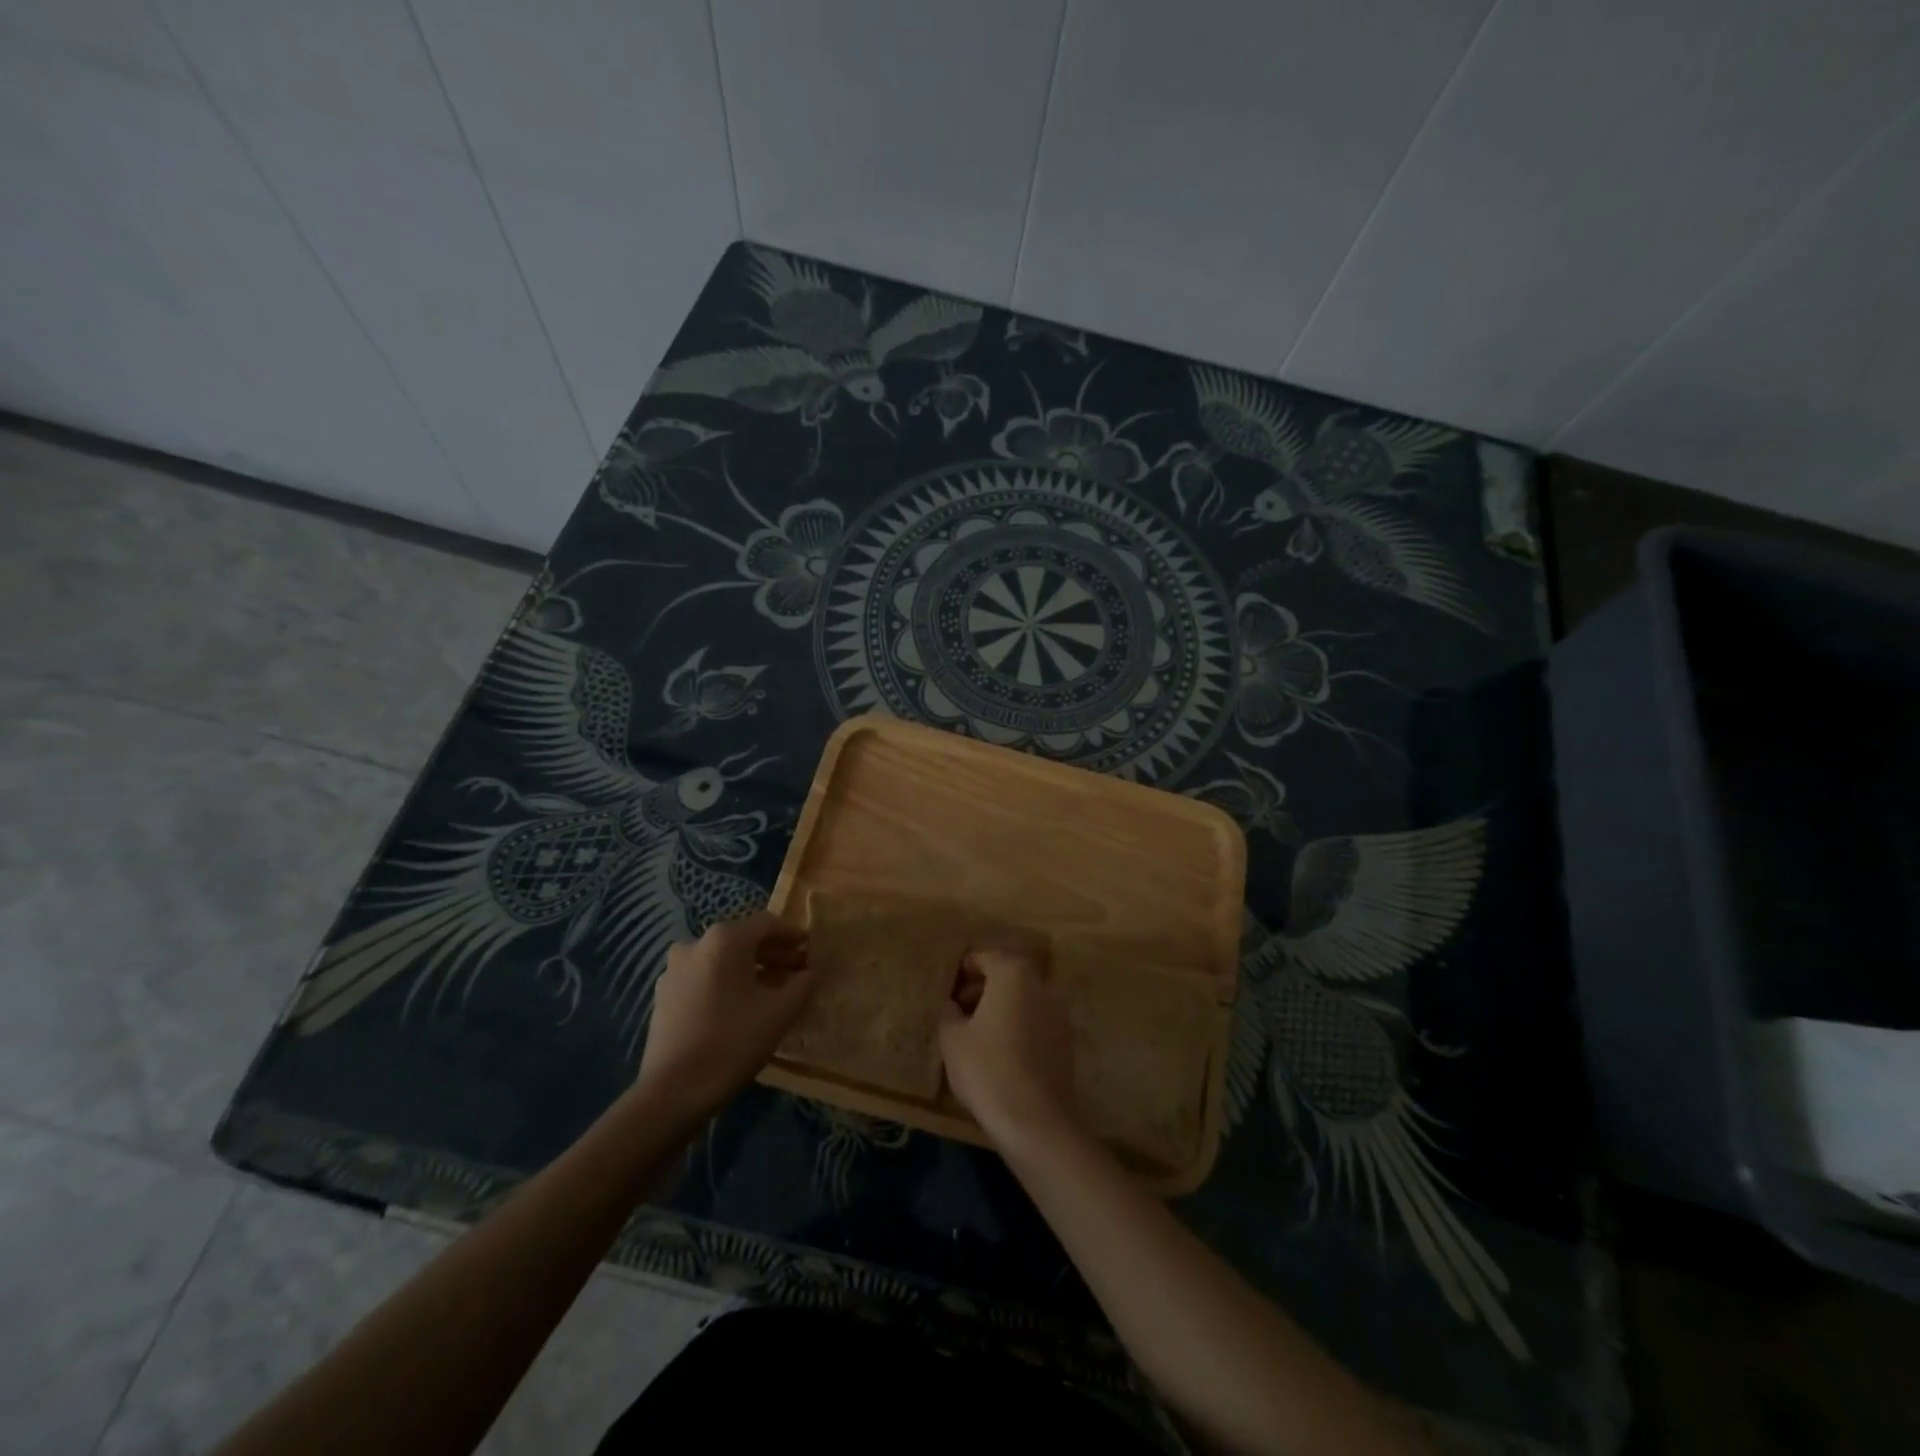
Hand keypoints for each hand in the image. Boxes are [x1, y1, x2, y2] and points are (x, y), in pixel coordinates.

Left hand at [635, 911, 811, 1122]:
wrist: (673, 1091)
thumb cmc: (732, 1042)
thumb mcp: (780, 1012)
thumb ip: (804, 984)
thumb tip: (812, 971)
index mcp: (724, 939)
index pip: (768, 923)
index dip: (793, 935)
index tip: (811, 951)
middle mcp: (696, 944)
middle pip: (744, 939)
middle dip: (773, 954)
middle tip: (798, 973)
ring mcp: (675, 969)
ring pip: (722, 960)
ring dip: (750, 970)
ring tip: (773, 992)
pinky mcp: (664, 994)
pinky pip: (704, 977)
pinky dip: (727, 983)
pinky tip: (741, 1008)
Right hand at [938, 946, 1076, 1147]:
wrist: (1035, 1121)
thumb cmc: (987, 1069)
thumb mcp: (952, 1039)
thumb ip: (949, 1012)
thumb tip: (952, 1005)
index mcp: (1013, 973)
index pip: (984, 957)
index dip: (963, 972)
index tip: (949, 992)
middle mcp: (1041, 984)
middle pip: (1007, 975)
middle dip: (982, 988)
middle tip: (959, 1011)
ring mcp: (1059, 1012)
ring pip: (1023, 998)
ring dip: (1002, 1007)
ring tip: (977, 1034)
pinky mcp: (1066, 1040)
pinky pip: (1036, 1021)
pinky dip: (1018, 1026)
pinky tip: (1001, 1052)